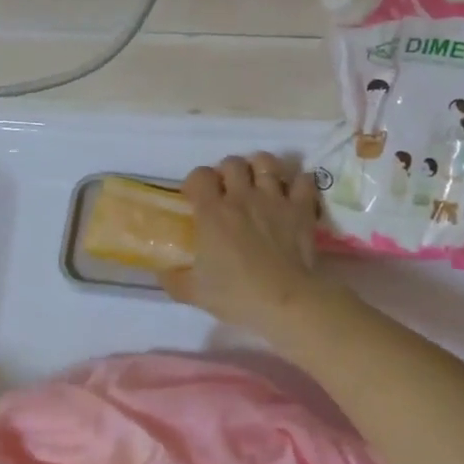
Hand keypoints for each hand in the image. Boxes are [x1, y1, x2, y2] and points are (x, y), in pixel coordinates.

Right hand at [161, 152, 327, 334]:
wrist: (286, 302)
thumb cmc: (237, 296)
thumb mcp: (194, 293)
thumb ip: (173, 279)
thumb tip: (161, 270)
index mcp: (213, 212)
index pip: (199, 175)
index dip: (196, 182)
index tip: (196, 198)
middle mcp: (242, 197)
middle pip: (232, 163)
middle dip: (227, 172)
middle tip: (227, 191)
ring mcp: (275, 199)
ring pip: (266, 162)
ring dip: (260, 168)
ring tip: (258, 183)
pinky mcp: (301, 208)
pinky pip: (303, 179)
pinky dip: (297, 182)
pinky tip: (292, 193)